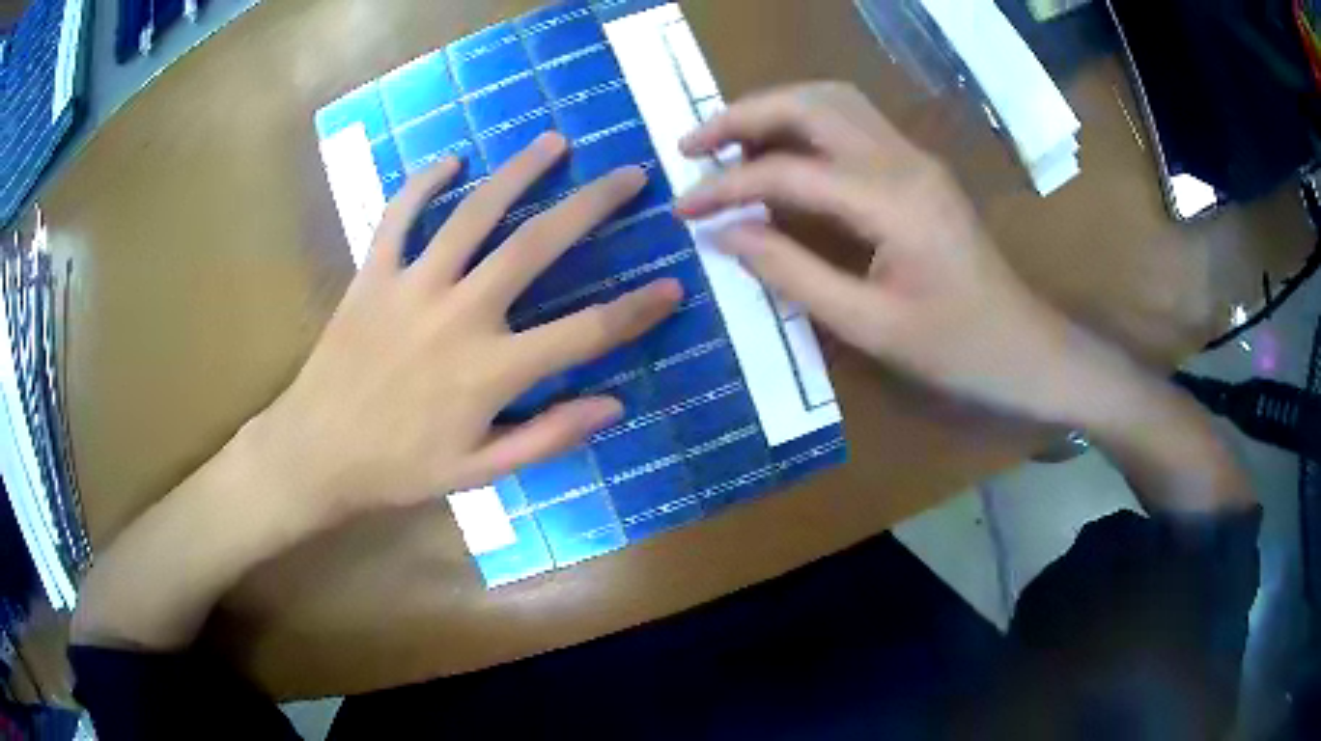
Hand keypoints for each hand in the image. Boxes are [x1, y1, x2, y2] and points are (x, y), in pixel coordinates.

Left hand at [258, 132, 680, 522]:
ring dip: (519, 173)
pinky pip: (399, 215)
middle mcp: (460, 314)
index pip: (586, 333)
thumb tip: (613, 406)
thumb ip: (548, 437)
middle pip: (537, 246)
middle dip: (592, 205)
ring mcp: (413, 286)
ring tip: (554, 143)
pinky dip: (423, 184)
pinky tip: (450, 160)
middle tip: (630, 175)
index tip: (673, 285)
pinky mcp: (373, 274)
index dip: (637, 310)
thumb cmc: (399, 467)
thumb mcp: (479, 472)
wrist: (317, 452)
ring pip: (474, 214)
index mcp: (492, 370)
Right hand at [675, 83, 1080, 422]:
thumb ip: (791, 273)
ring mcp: (915, 157)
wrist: (1026, 348)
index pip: (787, 172)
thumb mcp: (868, 326)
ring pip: (832, 100)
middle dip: (742, 115)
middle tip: (693, 146)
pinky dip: (804, 122)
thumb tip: (725, 236)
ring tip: (727, 140)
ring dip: (774, 108)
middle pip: (810, 103)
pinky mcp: (919, 167)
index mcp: (891, 201)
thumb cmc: (956, 349)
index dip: (726, 188)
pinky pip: (852, 120)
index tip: (682, 210)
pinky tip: (780, 149)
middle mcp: (902, 160)